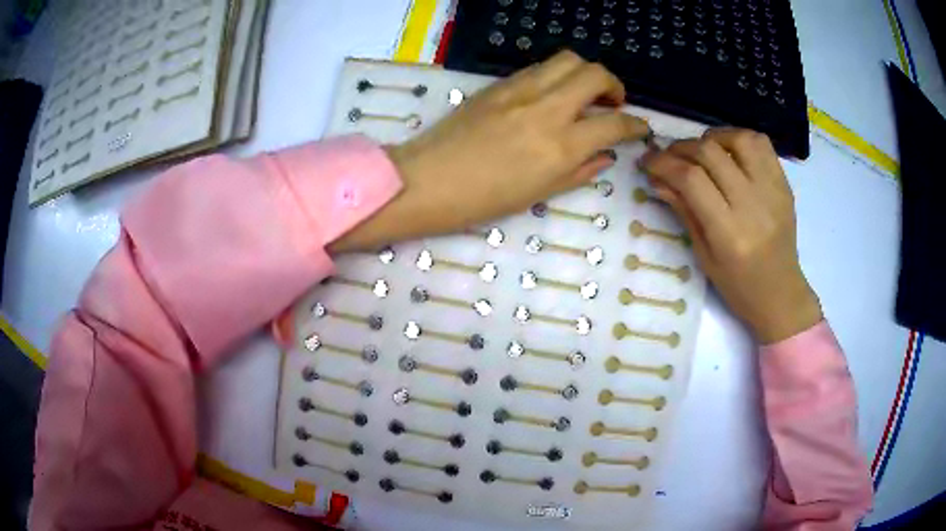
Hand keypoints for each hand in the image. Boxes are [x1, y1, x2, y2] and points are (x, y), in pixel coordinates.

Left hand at [330, 51, 648, 251]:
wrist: (428, 180)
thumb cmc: (483, 200)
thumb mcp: (539, 193)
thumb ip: (579, 171)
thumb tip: (605, 155)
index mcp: (560, 145)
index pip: (615, 123)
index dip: (636, 125)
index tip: (641, 128)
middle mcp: (546, 108)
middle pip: (595, 73)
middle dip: (614, 85)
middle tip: (612, 103)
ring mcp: (520, 90)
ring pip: (567, 59)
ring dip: (585, 73)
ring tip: (583, 94)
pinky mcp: (499, 84)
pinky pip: (539, 68)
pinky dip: (556, 76)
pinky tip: (551, 95)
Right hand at [639, 128, 821, 343]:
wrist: (781, 293)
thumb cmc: (738, 285)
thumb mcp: (704, 256)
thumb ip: (684, 211)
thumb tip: (658, 179)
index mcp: (729, 232)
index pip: (691, 179)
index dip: (663, 163)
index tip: (647, 161)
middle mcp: (752, 205)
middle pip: (710, 153)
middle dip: (681, 147)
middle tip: (669, 155)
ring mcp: (773, 191)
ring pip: (738, 139)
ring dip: (713, 137)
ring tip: (702, 149)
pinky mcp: (784, 184)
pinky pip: (762, 144)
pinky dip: (740, 138)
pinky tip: (729, 150)